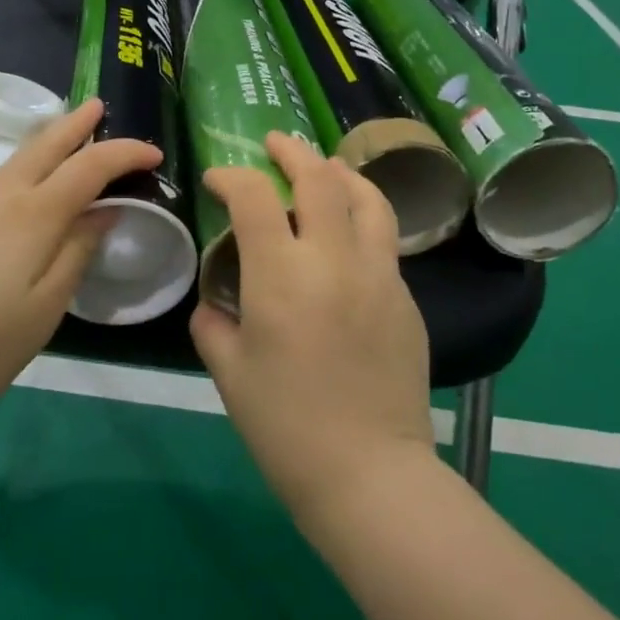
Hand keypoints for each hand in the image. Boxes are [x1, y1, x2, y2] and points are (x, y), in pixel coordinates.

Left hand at [0, 98, 160, 413]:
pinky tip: (36, 178)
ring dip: (52, 138)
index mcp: (33, 214)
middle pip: (47, 142)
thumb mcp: (46, 307)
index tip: (154, 155)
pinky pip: (5, 173)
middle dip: (78, 121)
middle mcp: (3, 194)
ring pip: (21, 154)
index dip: (125, 153)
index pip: (90, 166)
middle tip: (101, 106)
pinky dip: (31, 160)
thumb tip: (106, 212)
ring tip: (75, 134)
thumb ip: (78, 251)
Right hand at [190, 133, 436, 523]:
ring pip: (367, 197)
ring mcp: (379, 275)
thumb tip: (216, 302)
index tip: (217, 180)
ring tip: (323, 167)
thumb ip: (213, 324)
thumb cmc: (285, 427)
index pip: (254, 197)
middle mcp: (334, 259)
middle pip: (319, 178)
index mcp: (282, 276)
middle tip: (274, 143)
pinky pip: (383, 239)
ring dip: (340, 172)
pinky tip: (348, 233)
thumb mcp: (229, 373)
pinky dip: (362, 217)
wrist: (369, 475)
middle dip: (292, 151)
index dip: (231, 177)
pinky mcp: (406, 297)